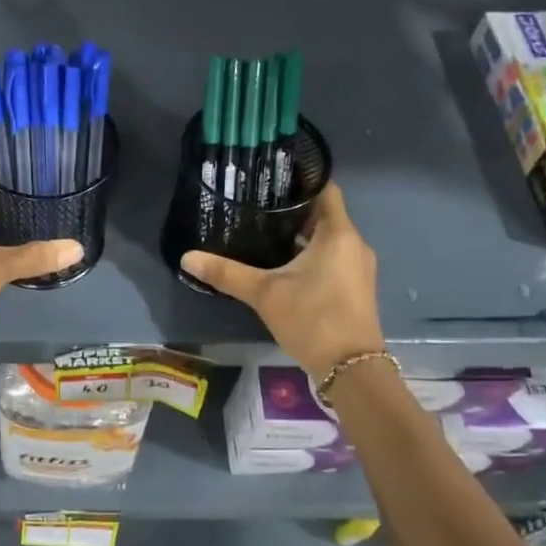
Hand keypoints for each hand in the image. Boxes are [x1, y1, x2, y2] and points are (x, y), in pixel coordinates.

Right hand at [181, 184, 385, 376]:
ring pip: (328, 239)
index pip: (325, 189)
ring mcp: (358, 267)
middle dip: (293, 210)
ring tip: (265, 232)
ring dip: (302, 235)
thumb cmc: (312, 318)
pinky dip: (312, 255)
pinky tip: (285, 265)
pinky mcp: (356, 287)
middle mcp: (354, 244)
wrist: (351, 368)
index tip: (273, 177)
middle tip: (258, 206)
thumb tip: (186, 257)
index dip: (302, 179)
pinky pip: (334, 258)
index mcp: (338, 234)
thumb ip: (226, 273)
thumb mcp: (264, 294)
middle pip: (324, 214)